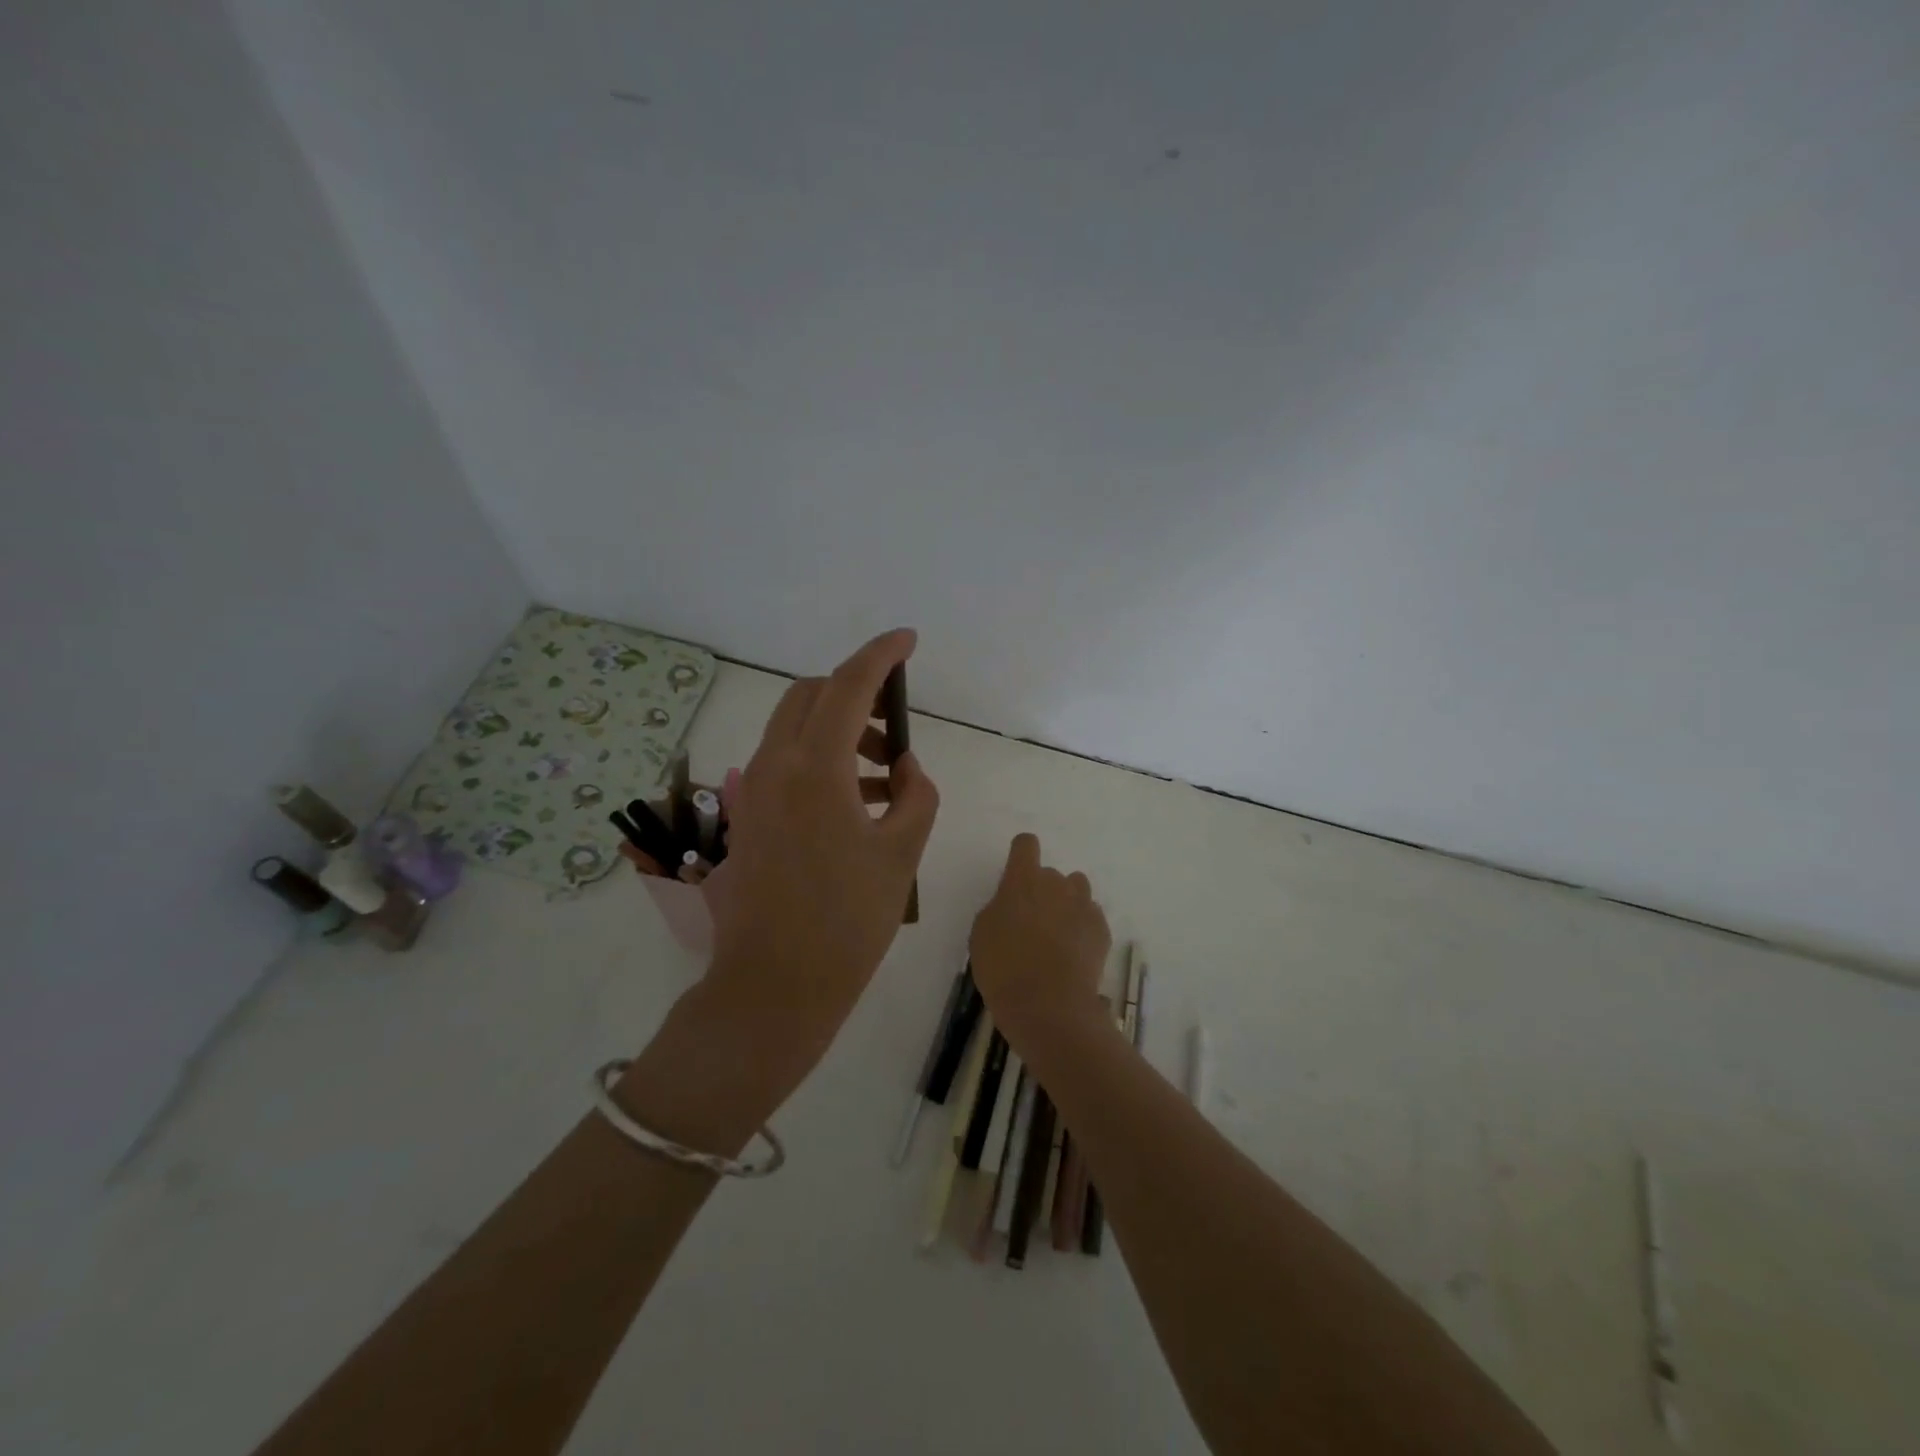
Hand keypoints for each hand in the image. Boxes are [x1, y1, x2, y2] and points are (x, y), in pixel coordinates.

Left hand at [700, 629, 939, 1088]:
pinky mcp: (748, 815)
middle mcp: (774, 766)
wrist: (775, 985)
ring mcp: (753, 790)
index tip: (907, 640)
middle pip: (811, 696)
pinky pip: (786, 763)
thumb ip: (915, 795)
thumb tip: (905, 767)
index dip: (880, 655)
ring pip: (796, 728)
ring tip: (889, 775)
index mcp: (814, 768)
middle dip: (857, 694)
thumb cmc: (848, 921)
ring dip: (841, 731)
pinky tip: (860, 802)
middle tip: (897, 726)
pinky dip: (823, 761)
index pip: (848, 685)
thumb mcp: (902, 852)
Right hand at [970, 833, 1111, 1051]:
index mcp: (1022, 880)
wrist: (1048, 1006)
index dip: (1020, 855)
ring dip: (1066, 902)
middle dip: (1041, 890)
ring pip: (1077, 888)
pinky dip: (1082, 927)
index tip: (1015, 873)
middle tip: (1031, 922)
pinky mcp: (1101, 929)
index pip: (1025, 844)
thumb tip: (1013, 904)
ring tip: (1056, 933)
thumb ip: (999, 907)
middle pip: (1050, 873)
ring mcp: (1083, 905)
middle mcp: (1056, 884)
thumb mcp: (982, 933)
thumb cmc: (1003, 968)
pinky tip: (1072, 952)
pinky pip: (1090, 916)